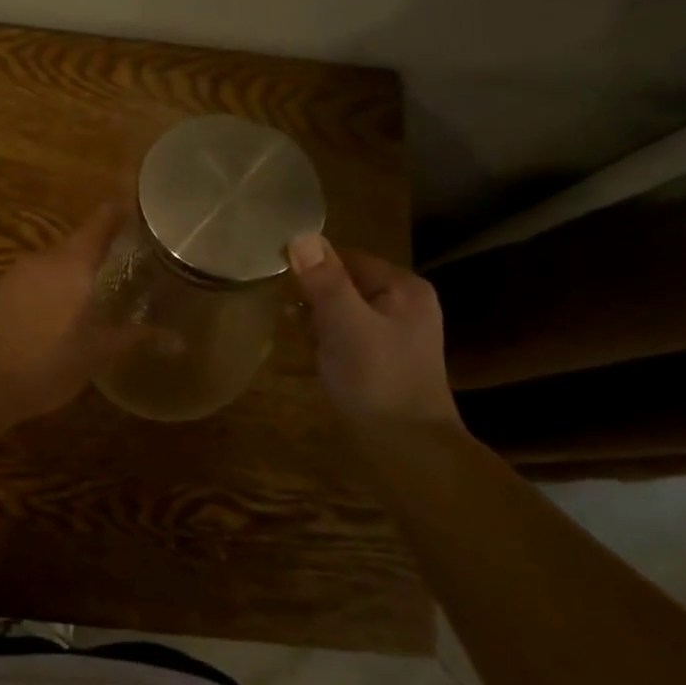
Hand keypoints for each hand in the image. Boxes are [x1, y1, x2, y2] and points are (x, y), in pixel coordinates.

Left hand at [0, 204, 129, 429]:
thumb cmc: (45, 363)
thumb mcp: (97, 354)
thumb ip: (136, 338)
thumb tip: (179, 340)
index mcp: (71, 262)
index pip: (101, 220)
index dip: (121, 212)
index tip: (143, 211)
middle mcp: (43, 257)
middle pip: (79, 241)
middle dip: (103, 249)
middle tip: (131, 262)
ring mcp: (17, 273)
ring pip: (56, 262)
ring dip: (77, 270)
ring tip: (102, 288)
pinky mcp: (0, 291)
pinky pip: (37, 278)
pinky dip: (56, 285)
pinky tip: (65, 310)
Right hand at [288, 232, 463, 430]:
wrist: (407, 449)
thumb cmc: (378, 379)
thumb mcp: (346, 324)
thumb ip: (324, 280)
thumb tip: (299, 235)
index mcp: (402, 287)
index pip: (346, 256)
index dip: (312, 264)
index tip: (278, 276)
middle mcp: (402, 303)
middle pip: (342, 281)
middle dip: (312, 294)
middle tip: (287, 311)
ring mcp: (392, 333)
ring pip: (340, 309)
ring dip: (315, 318)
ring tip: (297, 334)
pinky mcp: (380, 359)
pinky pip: (344, 333)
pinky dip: (324, 338)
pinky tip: (309, 353)